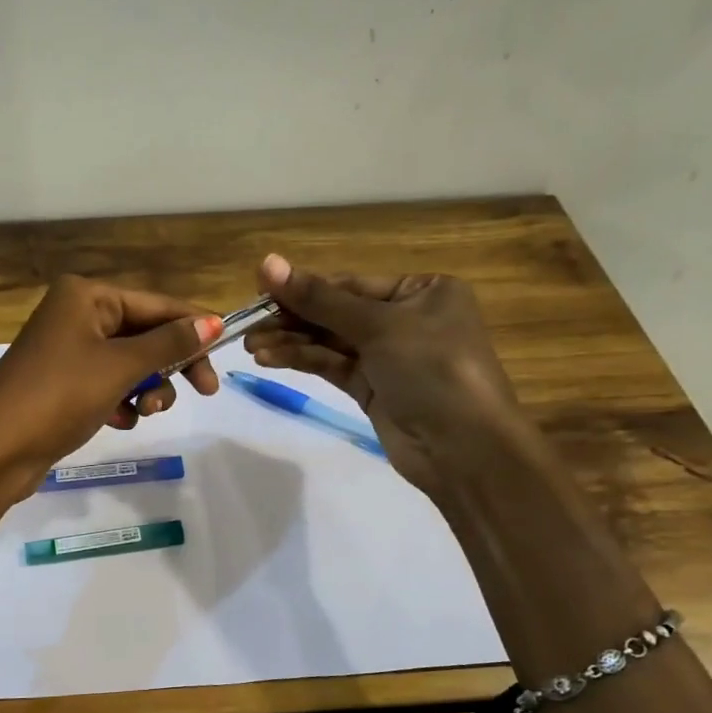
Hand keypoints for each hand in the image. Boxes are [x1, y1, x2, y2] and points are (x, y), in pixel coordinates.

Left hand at [0, 276, 222, 539]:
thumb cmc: (58, 396)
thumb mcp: (119, 367)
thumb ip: (169, 344)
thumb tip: (214, 322)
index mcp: (85, 295)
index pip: (156, 304)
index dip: (193, 327)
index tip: (226, 353)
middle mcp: (75, 314)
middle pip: (144, 334)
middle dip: (169, 365)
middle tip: (203, 392)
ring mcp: (67, 351)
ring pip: (129, 363)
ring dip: (147, 388)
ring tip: (146, 412)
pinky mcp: (63, 384)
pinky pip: (108, 384)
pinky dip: (122, 401)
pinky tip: (121, 420)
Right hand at [243, 253, 526, 497]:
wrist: (463, 449)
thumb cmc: (433, 370)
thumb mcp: (378, 326)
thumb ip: (320, 299)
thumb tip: (267, 263)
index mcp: (422, 291)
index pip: (351, 284)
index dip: (304, 288)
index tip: (259, 291)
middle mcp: (406, 318)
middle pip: (336, 312)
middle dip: (293, 318)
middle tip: (248, 324)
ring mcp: (388, 356)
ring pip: (330, 341)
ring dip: (291, 342)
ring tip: (251, 346)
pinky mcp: (372, 389)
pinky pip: (332, 366)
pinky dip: (303, 361)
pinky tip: (270, 358)